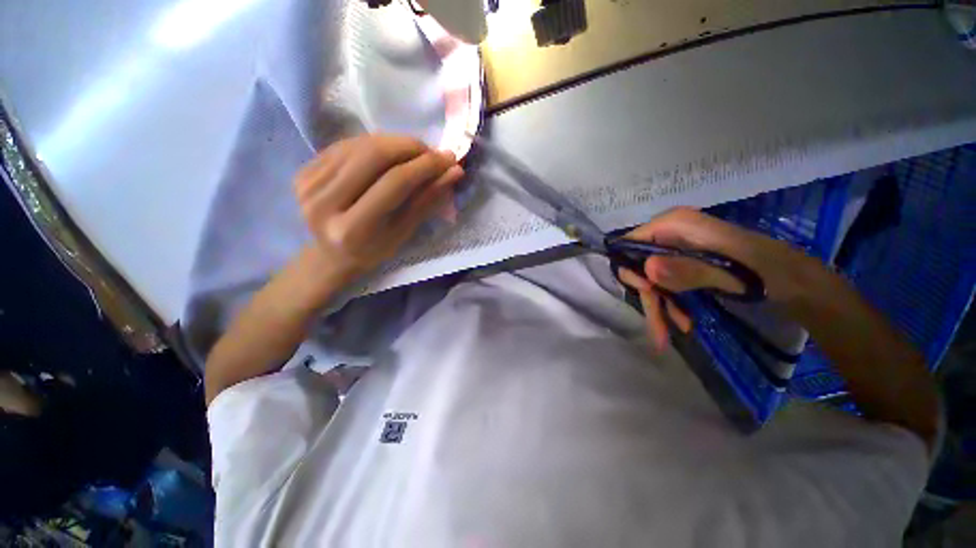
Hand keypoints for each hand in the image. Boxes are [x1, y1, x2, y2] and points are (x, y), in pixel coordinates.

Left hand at [295, 134, 463, 283]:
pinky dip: (373, 144)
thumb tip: (454, 171)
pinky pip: (345, 146)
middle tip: (431, 152)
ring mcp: (308, 184)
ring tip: (415, 153)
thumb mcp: (404, 232)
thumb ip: (427, 200)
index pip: (395, 183)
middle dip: (410, 147)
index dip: (425, 166)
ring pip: (360, 145)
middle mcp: (324, 203)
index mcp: (352, 229)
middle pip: (374, 155)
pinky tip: (389, 153)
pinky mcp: (303, 171)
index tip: (448, 159)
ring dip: (394, 143)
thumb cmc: (374, 251)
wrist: (332, 254)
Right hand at [616, 207, 808, 349]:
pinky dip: (670, 303)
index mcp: (675, 224)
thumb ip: (688, 271)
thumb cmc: (765, 273)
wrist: (793, 281)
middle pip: (639, 264)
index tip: (646, 294)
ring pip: (650, 278)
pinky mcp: (683, 262)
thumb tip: (647, 269)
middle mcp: (669, 233)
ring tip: (667, 335)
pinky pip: (664, 283)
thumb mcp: (728, 275)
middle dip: (648, 296)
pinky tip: (681, 320)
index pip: (630, 243)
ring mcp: (675, 248)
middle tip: (657, 329)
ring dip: (659, 305)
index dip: (631, 269)